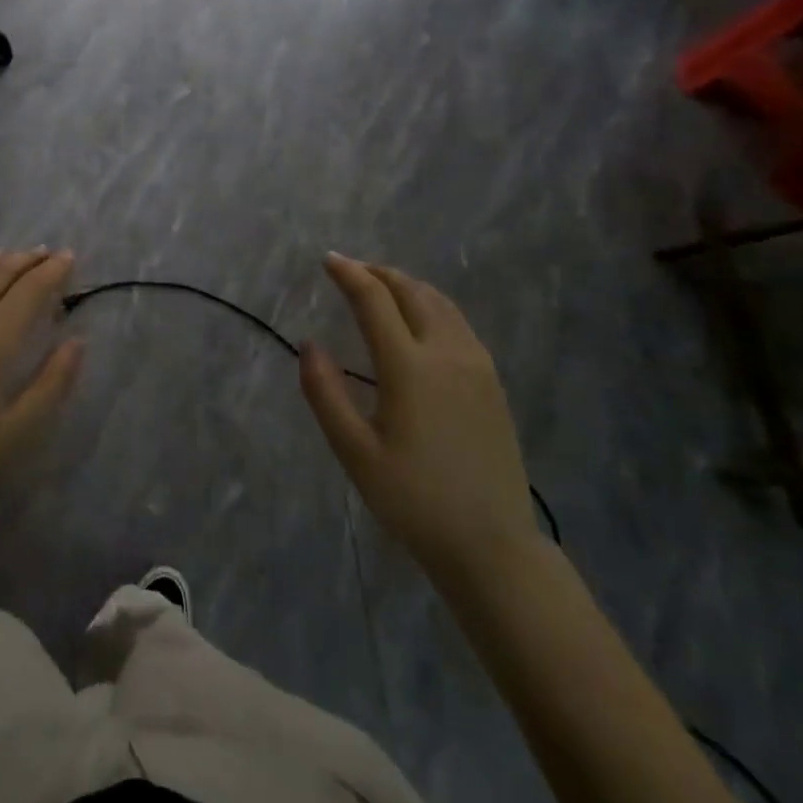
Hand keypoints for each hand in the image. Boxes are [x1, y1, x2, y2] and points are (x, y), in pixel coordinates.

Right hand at [299, 253, 539, 582]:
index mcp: (409, 366)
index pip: (374, 300)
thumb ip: (325, 393)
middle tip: (351, 269)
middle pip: (412, 291)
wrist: (491, 543)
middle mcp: (447, 353)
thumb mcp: (354, 451)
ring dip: (407, 285)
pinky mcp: (493, 382)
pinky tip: (420, 320)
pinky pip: (459, 323)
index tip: (328, 259)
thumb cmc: (413, 499)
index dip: (349, 274)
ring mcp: (477, 365)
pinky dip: (432, 305)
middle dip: (379, 273)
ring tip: (382, 286)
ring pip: (441, 303)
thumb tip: (309, 344)